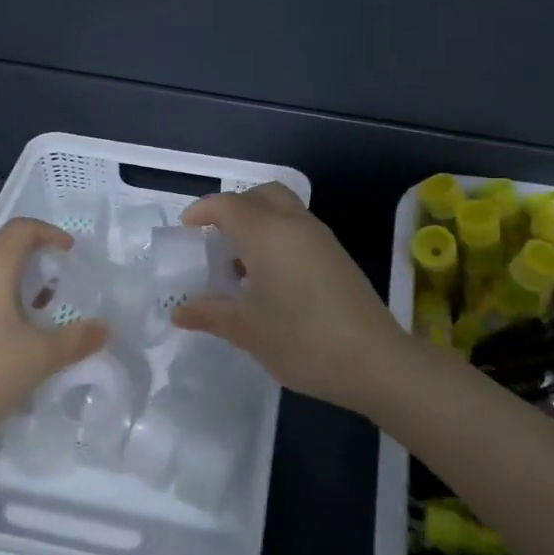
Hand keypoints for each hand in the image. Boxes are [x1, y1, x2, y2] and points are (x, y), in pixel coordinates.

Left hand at [0, 219, 107, 445]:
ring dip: (14, 283)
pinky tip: (5, 336)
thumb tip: (105, 328)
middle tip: (59, 285)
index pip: (22, 229)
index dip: (50, 234)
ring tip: (37, 313)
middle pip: (2, 248)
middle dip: (34, 260)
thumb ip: (76, 339)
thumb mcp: (39, 358)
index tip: (71, 255)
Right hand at [170, 183, 413, 414]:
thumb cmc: (302, 340)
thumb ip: (211, 313)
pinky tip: (270, 278)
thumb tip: (179, 311)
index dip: (202, 211)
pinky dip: (278, 237)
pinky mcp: (337, 255)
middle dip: (234, 207)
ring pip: (283, 209)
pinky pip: (299, 229)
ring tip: (239, 263)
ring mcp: (321, 238)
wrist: (375, 360)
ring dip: (258, 222)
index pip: (227, 205)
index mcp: (267, 233)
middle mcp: (294, 224)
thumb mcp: (248, 330)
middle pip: (261, 194)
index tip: (186, 230)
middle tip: (216, 238)